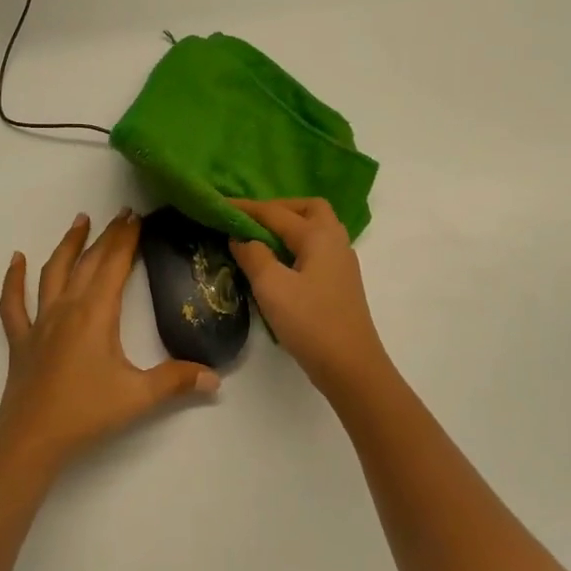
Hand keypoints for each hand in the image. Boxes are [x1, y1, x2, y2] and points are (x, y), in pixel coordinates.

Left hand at [0, 209, 219, 471]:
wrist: (32, 440)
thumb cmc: (86, 413)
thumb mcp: (138, 397)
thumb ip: (177, 382)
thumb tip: (215, 378)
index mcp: (96, 313)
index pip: (115, 265)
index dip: (127, 239)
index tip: (137, 216)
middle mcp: (67, 307)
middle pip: (89, 262)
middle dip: (107, 236)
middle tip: (122, 214)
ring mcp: (40, 322)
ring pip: (53, 272)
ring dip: (68, 244)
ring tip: (80, 220)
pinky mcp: (21, 339)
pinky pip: (13, 304)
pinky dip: (13, 280)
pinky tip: (15, 260)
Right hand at [227, 197, 388, 395]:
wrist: (350, 366)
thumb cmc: (310, 323)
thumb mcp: (272, 287)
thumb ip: (254, 256)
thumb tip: (241, 238)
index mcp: (318, 236)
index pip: (276, 212)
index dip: (246, 208)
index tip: (219, 204)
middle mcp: (334, 241)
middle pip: (308, 209)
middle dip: (279, 208)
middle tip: (250, 220)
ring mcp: (342, 263)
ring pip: (317, 228)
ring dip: (290, 226)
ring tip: (261, 240)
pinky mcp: (341, 283)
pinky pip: (317, 249)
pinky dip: (297, 245)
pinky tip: (280, 263)